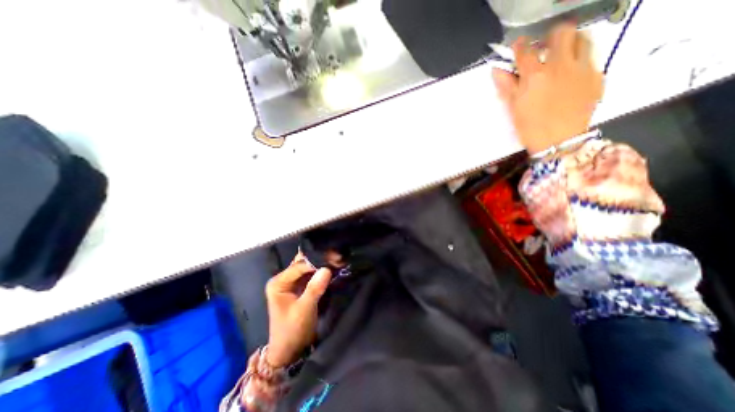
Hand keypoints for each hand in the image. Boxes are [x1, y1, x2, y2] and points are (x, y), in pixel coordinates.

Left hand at [265, 253, 331, 367]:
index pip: (299, 265)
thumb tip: (327, 269)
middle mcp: (284, 278)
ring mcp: (293, 282)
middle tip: (337, 257)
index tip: (335, 259)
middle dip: (320, 259)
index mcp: (278, 282)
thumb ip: (314, 289)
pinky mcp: (301, 286)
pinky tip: (334, 267)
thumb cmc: (292, 331)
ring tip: (338, 260)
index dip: (316, 261)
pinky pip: (313, 274)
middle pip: (304, 262)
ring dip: (323, 263)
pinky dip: (323, 270)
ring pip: (309, 266)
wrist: (290, 351)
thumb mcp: (303, 310)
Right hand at [493, 25, 602, 155]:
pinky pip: (590, 60)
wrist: (559, 141)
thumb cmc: (530, 127)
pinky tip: (571, 78)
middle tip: (545, 48)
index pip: (526, 51)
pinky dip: (580, 63)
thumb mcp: (514, 108)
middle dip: (551, 37)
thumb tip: (497, 70)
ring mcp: (582, 69)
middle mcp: (560, 66)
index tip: (518, 46)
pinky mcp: (596, 77)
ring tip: (562, 57)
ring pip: (583, 39)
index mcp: (535, 76)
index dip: (520, 46)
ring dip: (571, 43)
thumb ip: (507, 86)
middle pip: (562, 33)